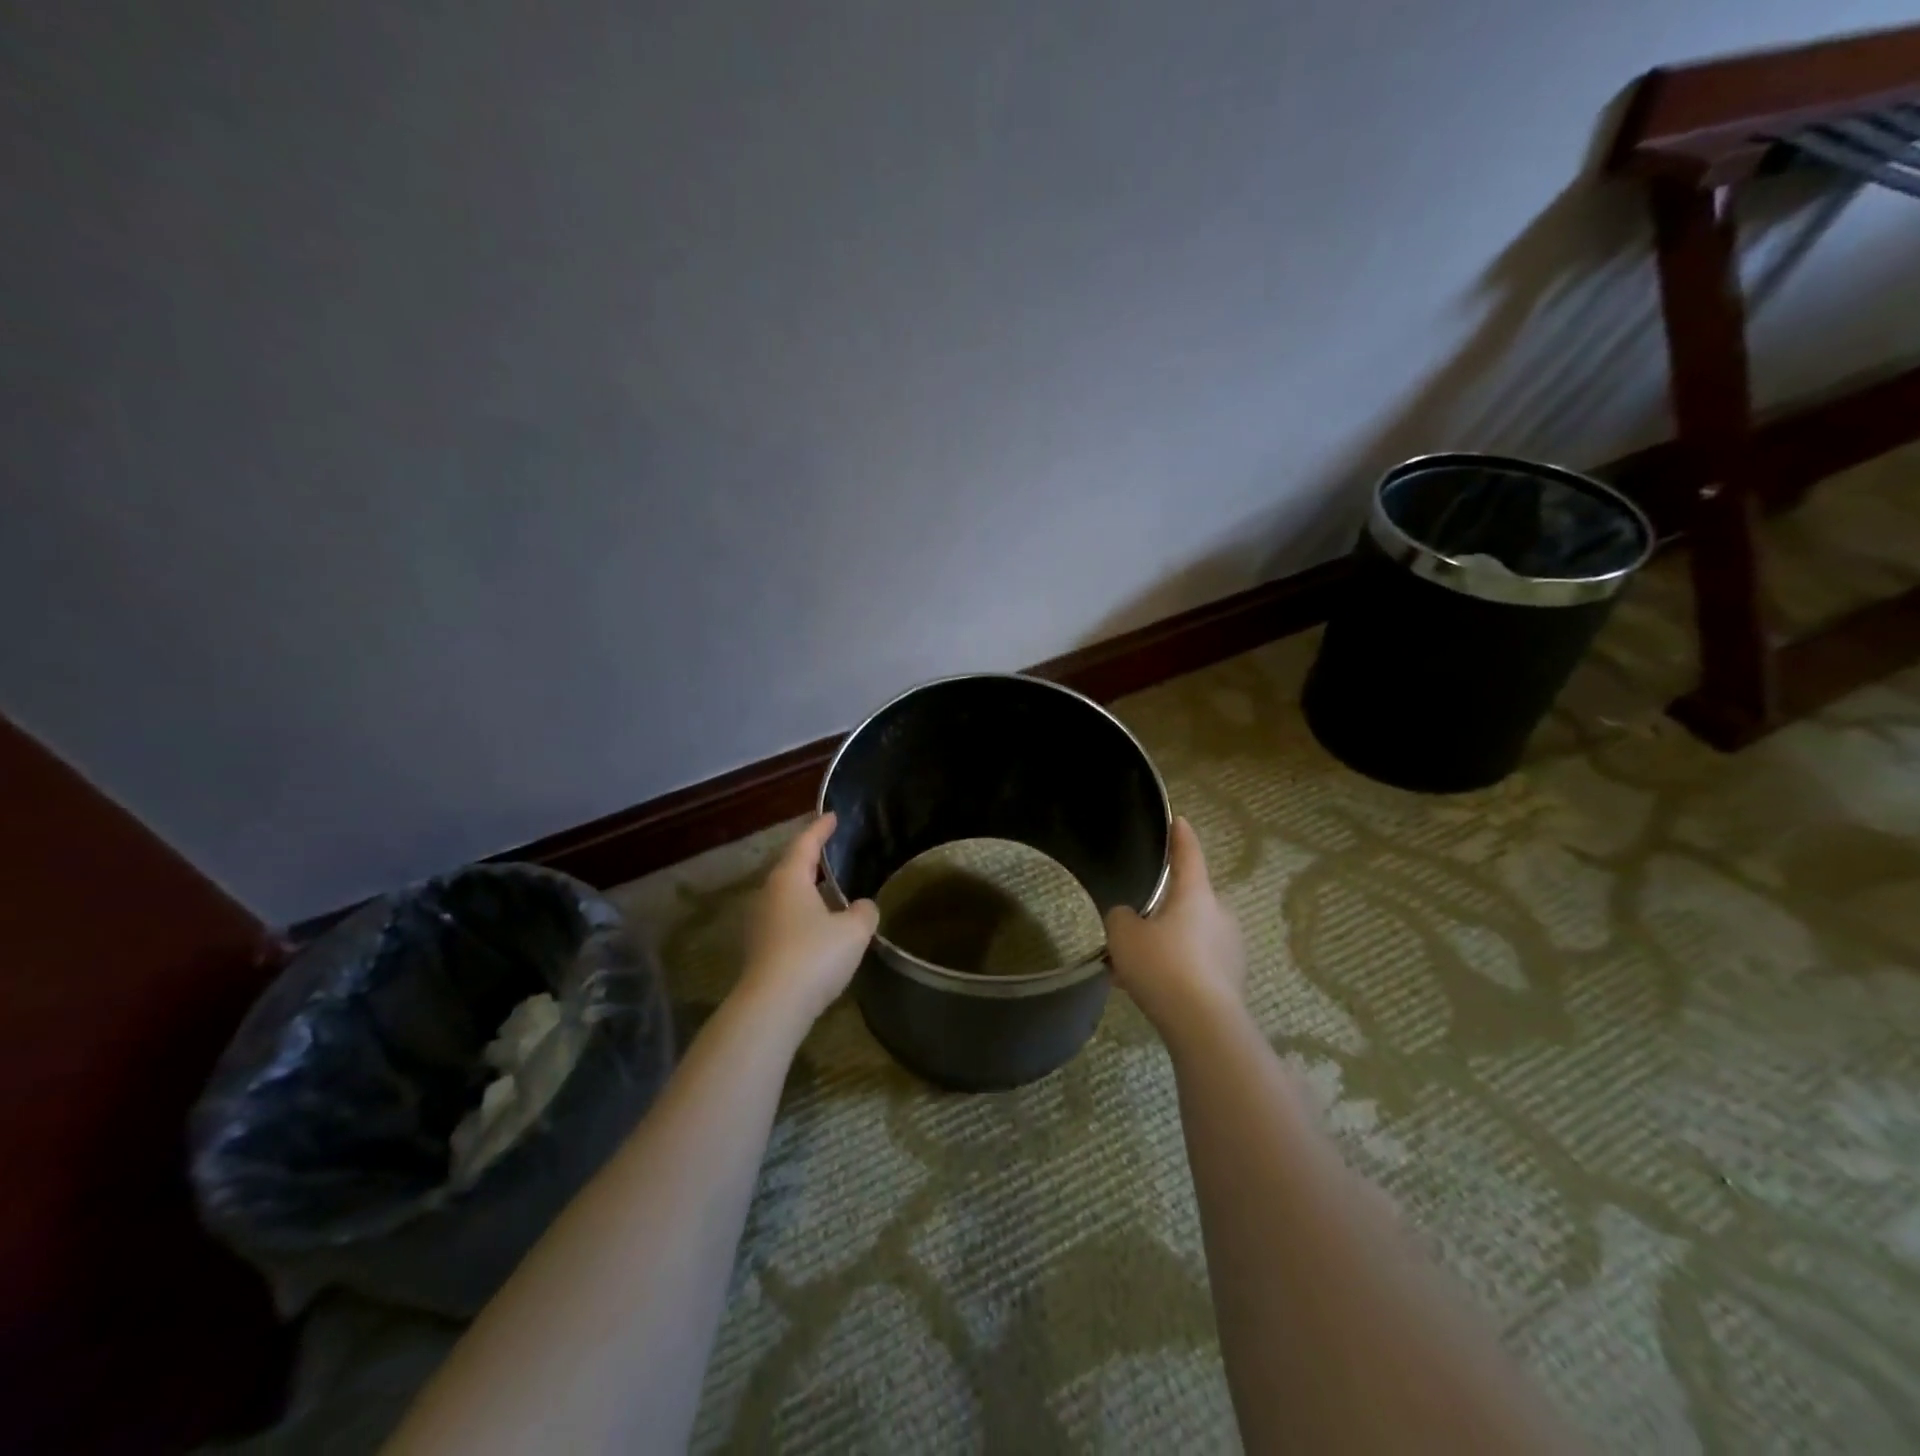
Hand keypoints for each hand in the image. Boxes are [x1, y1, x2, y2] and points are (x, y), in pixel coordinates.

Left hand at [737, 812, 878, 1025]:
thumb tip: (862, 906)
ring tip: (831, 889)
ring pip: (787, 896)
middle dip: (812, 858)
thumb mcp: (853, 932)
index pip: (806, 843)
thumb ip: (863, 912)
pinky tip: (820, 927)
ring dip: (808, 890)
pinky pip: (785, 920)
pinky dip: (803, 915)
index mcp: (789, 879)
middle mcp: (769, 895)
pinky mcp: (760, 949)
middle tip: (832, 850)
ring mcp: (760, 923)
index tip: (832, 816)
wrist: (772, 1007)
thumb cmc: (814, 956)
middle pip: (792, 868)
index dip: (821, 828)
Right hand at [1105, 816, 1246, 1042]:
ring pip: (1189, 936)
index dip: (1181, 836)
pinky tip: (1146, 989)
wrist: (1204, 1026)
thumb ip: (1121, 917)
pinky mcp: (1230, 980)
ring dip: (1165, 943)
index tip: (1179, 820)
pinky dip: (1173, 969)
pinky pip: (1195, 964)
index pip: (1189, 854)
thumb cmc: (1163, 966)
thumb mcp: (1125, 935)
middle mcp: (1220, 915)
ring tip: (1131, 966)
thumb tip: (1129, 917)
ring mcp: (1230, 949)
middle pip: (1188, 900)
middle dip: (1163, 908)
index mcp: (1197, 895)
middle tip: (1135, 922)